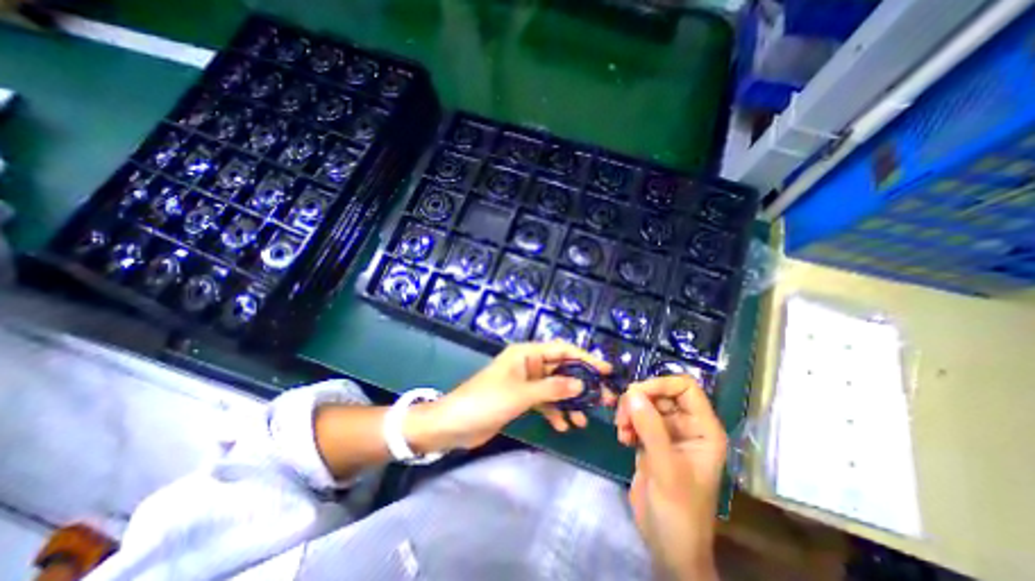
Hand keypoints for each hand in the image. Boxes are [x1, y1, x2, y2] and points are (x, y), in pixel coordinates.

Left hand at [414, 343, 612, 451]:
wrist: (454, 424)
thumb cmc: (486, 401)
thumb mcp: (521, 394)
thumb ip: (552, 389)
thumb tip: (582, 385)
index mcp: (526, 353)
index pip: (561, 350)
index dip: (585, 358)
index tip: (606, 370)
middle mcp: (528, 364)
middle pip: (561, 369)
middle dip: (581, 384)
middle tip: (604, 400)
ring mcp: (525, 382)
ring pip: (554, 388)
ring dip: (569, 402)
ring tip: (584, 420)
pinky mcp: (520, 399)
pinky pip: (544, 402)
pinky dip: (554, 412)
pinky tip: (563, 426)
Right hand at [613, 375, 726, 577]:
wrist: (668, 545)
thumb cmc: (679, 511)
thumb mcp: (666, 468)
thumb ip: (650, 428)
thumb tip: (631, 393)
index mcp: (703, 429)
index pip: (685, 388)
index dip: (661, 384)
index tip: (636, 394)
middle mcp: (686, 426)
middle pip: (660, 393)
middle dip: (639, 400)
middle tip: (622, 417)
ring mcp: (667, 433)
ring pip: (645, 403)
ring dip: (629, 412)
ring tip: (622, 431)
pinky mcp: (650, 441)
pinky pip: (636, 418)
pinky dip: (626, 423)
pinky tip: (622, 439)